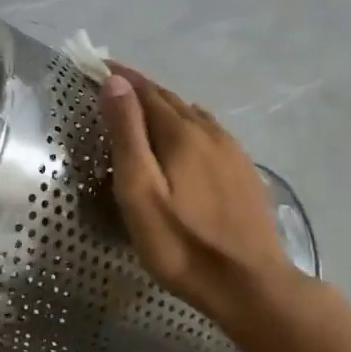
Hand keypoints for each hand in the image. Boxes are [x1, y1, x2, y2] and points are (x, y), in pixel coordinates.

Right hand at [100, 65, 302, 329]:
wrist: (252, 286)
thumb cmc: (183, 245)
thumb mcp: (140, 192)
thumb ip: (127, 135)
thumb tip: (116, 82)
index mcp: (181, 133)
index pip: (146, 91)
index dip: (122, 77)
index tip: (98, 65)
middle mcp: (209, 131)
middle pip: (170, 99)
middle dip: (141, 88)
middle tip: (115, 84)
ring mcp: (232, 150)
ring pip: (193, 114)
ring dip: (166, 105)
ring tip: (144, 109)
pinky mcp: (244, 170)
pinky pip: (210, 131)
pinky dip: (188, 123)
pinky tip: (187, 137)